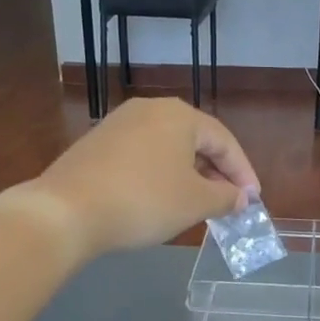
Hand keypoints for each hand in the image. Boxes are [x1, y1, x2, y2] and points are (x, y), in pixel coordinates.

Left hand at [13, 98, 259, 262]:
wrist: (66, 211)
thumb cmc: (143, 201)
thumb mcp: (194, 203)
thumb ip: (225, 198)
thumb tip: (240, 198)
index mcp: (179, 115)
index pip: (224, 141)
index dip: (243, 172)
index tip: (253, 200)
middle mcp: (149, 110)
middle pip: (195, 140)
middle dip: (215, 173)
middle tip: (227, 202)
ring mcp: (118, 124)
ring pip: (166, 148)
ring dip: (187, 175)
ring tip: (196, 204)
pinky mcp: (96, 144)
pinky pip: (141, 156)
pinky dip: (159, 175)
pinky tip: (158, 200)